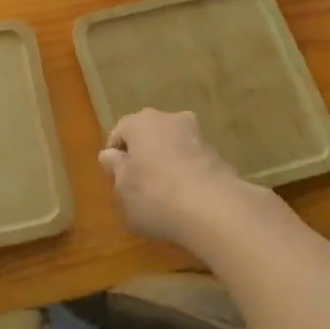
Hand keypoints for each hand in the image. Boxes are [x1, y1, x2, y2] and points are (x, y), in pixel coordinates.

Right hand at [99, 108, 254, 250]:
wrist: (214, 208)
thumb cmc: (155, 196)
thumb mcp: (123, 189)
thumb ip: (115, 169)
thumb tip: (110, 155)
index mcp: (141, 122)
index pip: (120, 132)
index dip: (115, 156)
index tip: (116, 179)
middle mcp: (170, 119)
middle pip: (149, 135)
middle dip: (143, 155)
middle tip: (138, 186)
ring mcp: (198, 134)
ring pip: (173, 146)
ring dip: (167, 162)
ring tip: (165, 194)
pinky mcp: (219, 154)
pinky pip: (193, 161)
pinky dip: (187, 173)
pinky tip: (187, 198)